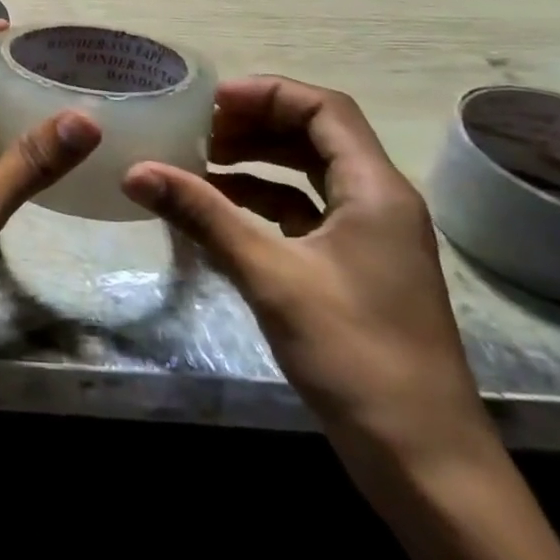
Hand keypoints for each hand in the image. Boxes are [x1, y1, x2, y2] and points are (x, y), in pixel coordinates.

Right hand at [122, 76, 492, 479]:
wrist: (425, 465)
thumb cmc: (356, 355)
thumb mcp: (270, 276)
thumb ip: (202, 215)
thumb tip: (134, 170)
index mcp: (375, 189)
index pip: (324, 108)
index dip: (266, 94)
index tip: (209, 102)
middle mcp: (377, 202)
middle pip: (315, 135)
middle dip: (254, 123)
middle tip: (196, 129)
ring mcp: (368, 237)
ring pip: (307, 173)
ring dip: (256, 160)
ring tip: (198, 161)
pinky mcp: (354, 269)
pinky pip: (303, 211)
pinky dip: (261, 199)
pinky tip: (219, 208)